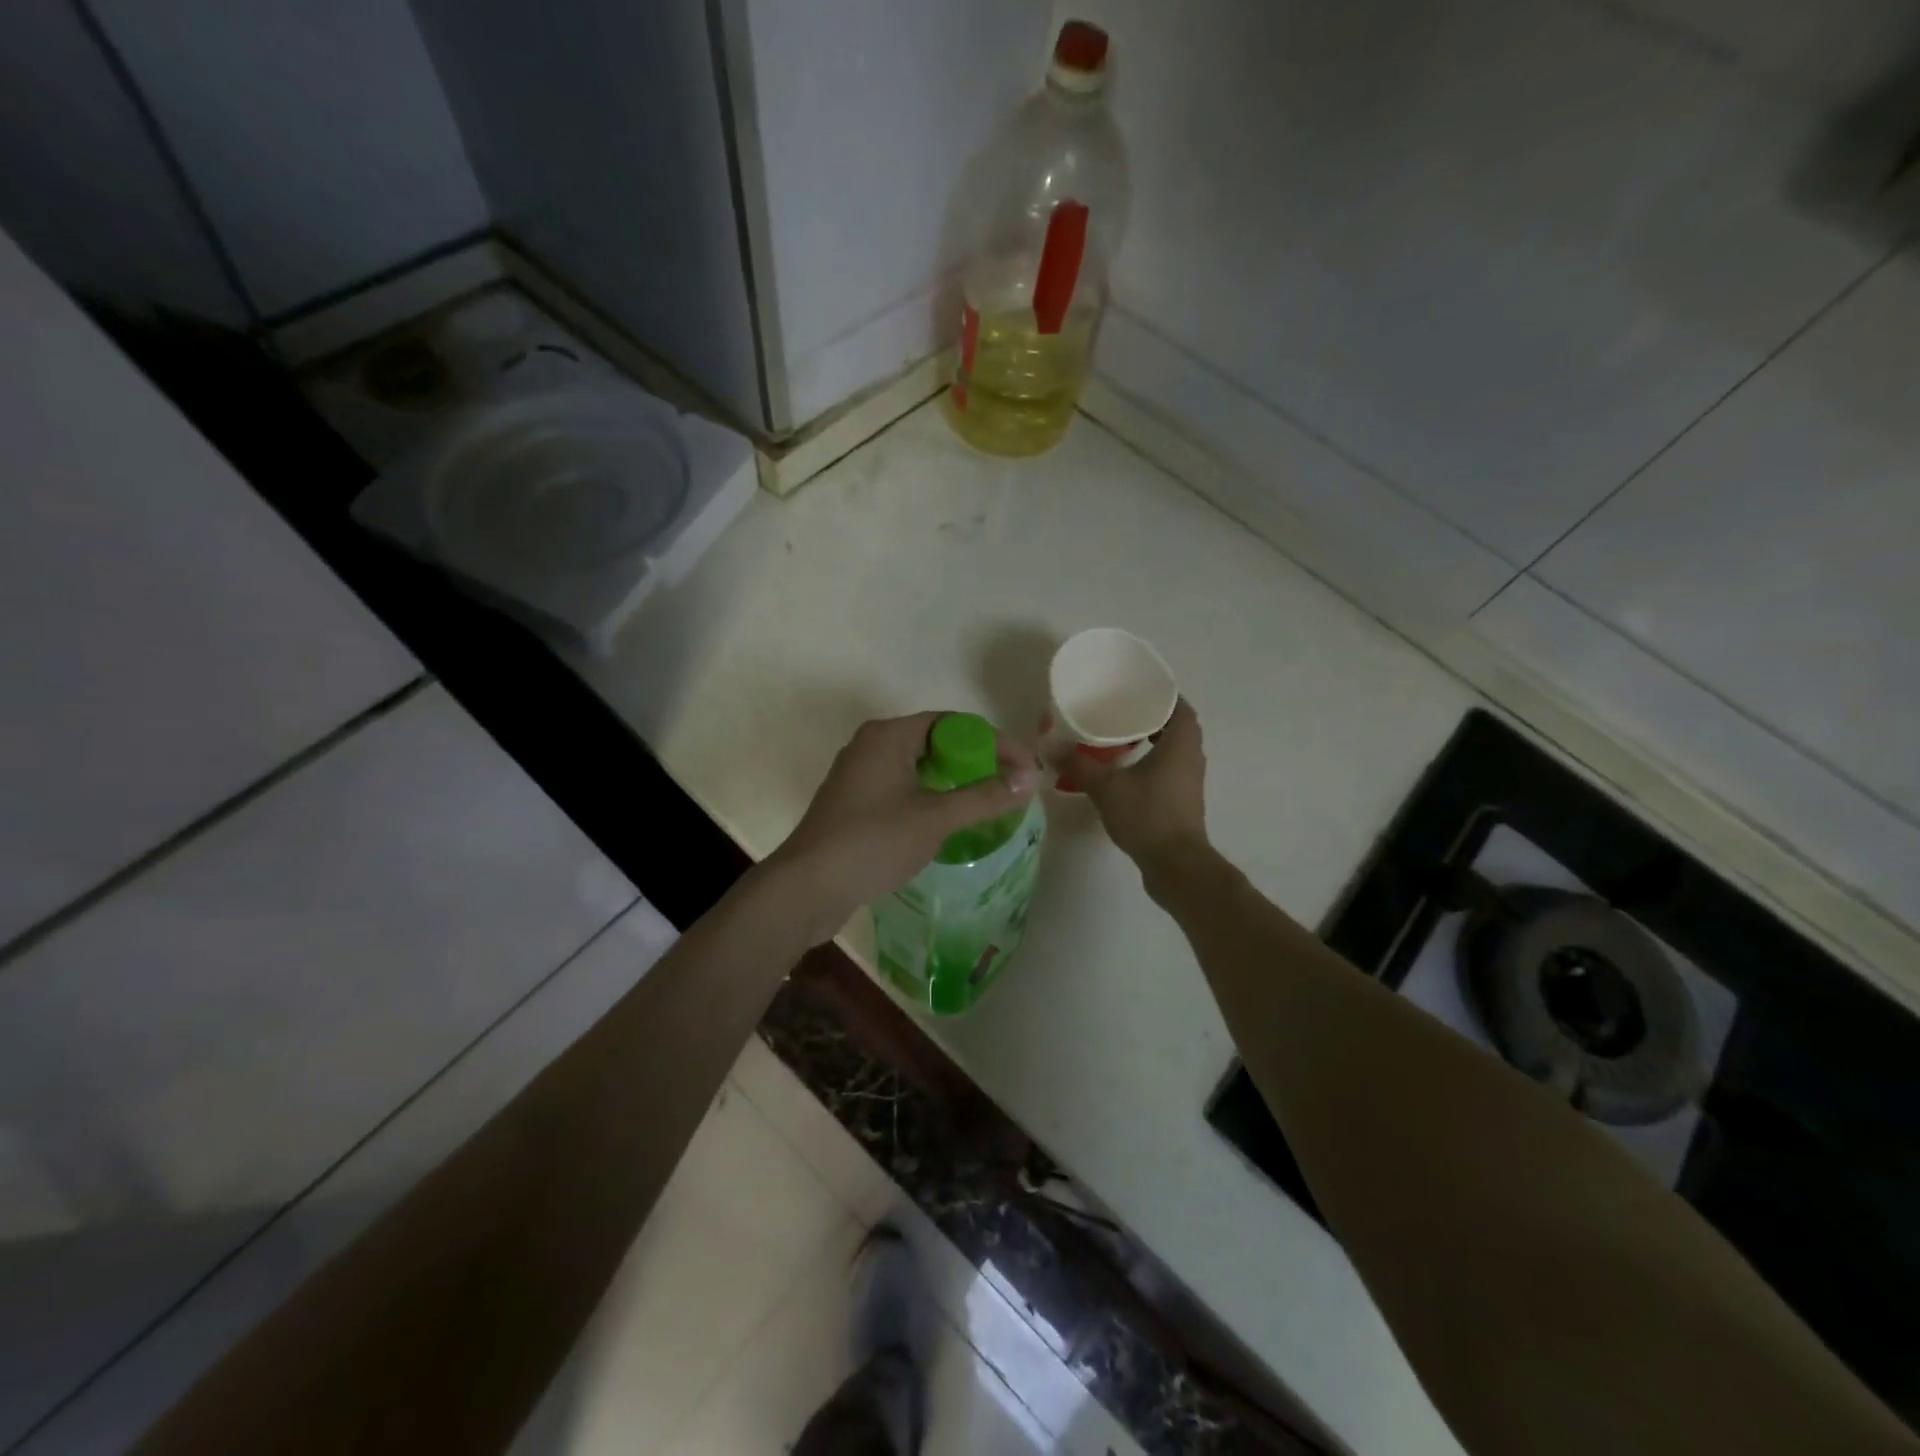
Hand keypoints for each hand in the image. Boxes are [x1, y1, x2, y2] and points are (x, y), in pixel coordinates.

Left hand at [768, 713, 1041, 940]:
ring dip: (954, 781)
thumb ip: (984, 797)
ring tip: (987, 804)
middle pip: (937, 741)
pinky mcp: (854, 802)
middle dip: (977, 762)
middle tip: (1010, 787)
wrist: (807, 887)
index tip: (1026, 770)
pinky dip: (930, 796)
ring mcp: (859, 774)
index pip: (955, 723)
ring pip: (919, 767)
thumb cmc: (872, 842)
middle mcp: (871, 744)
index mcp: (889, 735)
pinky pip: (903, 787)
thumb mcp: (935, 818)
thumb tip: (1030, 778)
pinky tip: (948, 821)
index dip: (996, 743)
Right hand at [1062, 698, 1208, 873]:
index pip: (1179, 706)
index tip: (1135, 690)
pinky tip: (1123, 771)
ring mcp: (1189, 781)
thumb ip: (1078, 764)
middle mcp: (1191, 757)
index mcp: (1181, 744)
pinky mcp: (1182, 801)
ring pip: (1172, 749)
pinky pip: (1168, 770)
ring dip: (1151, 741)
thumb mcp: (1106, 787)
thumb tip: (1049, 745)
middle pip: (1176, 726)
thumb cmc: (1147, 816)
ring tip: (1117, 738)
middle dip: (1150, 717)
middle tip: (1119, 712)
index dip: (1161, 695)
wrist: (1176, 865)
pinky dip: (1150, 763)